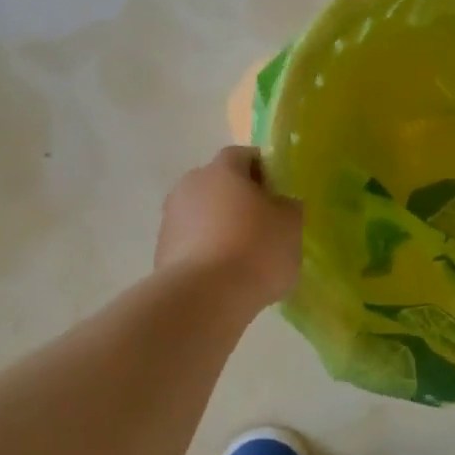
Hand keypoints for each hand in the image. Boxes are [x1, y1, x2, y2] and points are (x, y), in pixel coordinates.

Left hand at [155, 147, 302, 304]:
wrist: (203, 298)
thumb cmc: (255, 249)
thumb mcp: (292, 224)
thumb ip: (288, 206)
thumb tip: (280, 204)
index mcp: (223, 169)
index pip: (244, 155)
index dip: (264, 170)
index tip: (280, 193)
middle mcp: (190, 185)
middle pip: (220, 184)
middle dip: (241, 199)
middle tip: (266, 223)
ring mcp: (171, 219)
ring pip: (204, 214)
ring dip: (222, 226)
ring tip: (247, 255)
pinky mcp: (162, 251)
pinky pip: (192, 242)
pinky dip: (208, 251)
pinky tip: (226, 275)